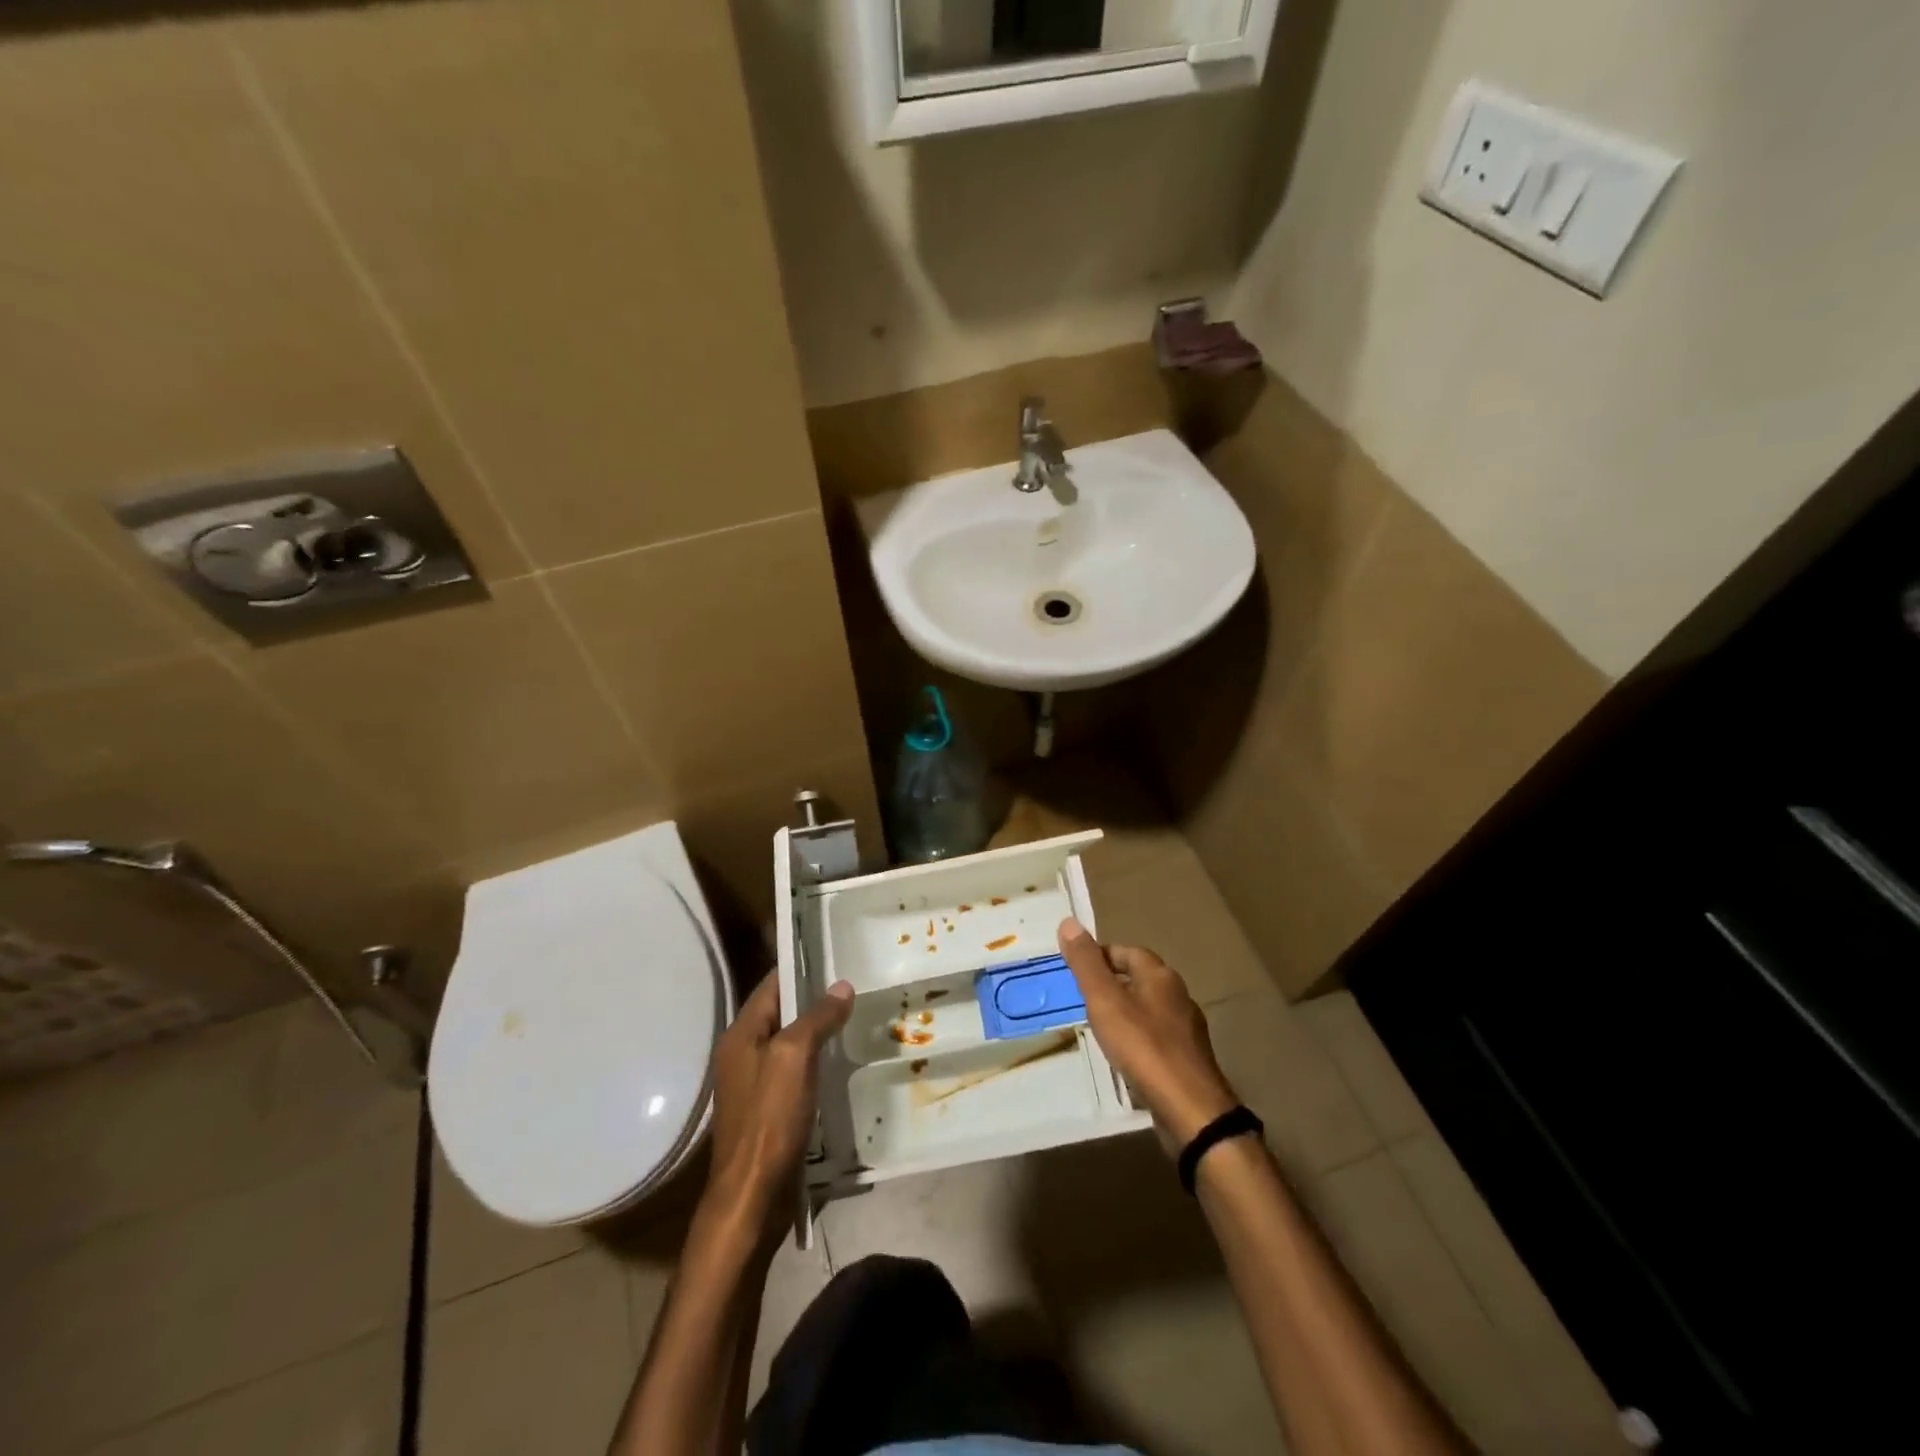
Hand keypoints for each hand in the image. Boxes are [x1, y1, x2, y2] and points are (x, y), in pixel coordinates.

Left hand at [703, 973, 853, 1236]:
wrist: (752, 1196)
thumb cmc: (769, 1119)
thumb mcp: (794, 1057)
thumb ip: (816, 1017)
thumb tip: (842, 985)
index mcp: (740, 1035)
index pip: (771, 984)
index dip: (800, 964)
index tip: (834, 952)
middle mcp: (742, 1053)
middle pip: (780, 1012)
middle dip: (813, 997)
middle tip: (855, 982)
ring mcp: (754, 1083)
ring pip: (789, 1042)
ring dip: (817, 1029)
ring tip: (855, 1015)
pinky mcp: (768, 1109)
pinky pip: (794, 1070)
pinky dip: (816, 1059)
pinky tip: (841, 1060)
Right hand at [1058, 917, 1238, 1146]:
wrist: (1190, 1108)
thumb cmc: (1143, 1047)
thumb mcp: (1105, 1001)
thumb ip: (1086, 964)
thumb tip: (1068, 922)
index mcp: (1160, 976)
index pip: (1128, 951)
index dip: (1102, 956)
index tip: (1078, 969)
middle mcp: (1178, 995)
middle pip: (1140, 978)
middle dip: (1113, 983)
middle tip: (1083, 997)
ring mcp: (1186, 1029)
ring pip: (1149, 1008)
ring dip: (1126, 1011)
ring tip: (1099, 1026)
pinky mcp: (1188, 1058)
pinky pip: (1157, 1036)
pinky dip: (1138, 1038)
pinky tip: (1124, 1055)